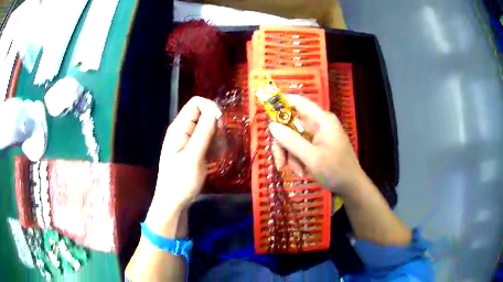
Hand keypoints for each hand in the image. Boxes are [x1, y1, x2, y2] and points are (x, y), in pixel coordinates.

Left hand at [146, 97, 220, 235]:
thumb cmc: (181, 180)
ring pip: (207, 126)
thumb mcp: (193, 156)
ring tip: (217, 154)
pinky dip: (213, 145)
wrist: (173, 202)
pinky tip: (213, 157)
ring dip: (216, 137)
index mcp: (179, 127)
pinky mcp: (191, 149)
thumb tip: (215, 110)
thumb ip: (203, 131)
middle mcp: (182, 129)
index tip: (219, 126)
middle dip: (215, 125)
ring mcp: (186, 139)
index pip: (197, 102)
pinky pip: (206, 139)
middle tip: (218, 143)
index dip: (211, 108)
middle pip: (203, 113)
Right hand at [269, 94, 363, 196]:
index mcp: (322, 120)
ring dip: (291, 154)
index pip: (299, 102)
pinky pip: (300, 146)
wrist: (351, 186)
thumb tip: (271, 125)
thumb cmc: (335, 171)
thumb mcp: (312, 158)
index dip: (281, 102)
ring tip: (297, 170)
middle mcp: (320, 124)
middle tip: (280, 161)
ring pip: (294, 137)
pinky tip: (302, 170)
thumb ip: (291, 141)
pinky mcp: (317, 145)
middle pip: (292, 124)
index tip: (266, 112)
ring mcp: (318, 135)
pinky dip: (297, 158)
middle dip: (284, 143)